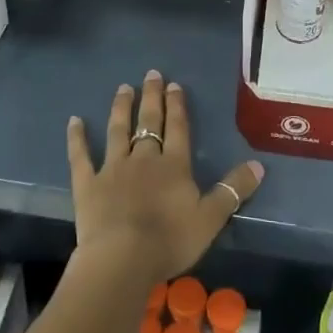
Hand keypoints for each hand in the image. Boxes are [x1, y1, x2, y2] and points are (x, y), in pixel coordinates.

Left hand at [66, 71, 263, 283]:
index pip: (177, 128)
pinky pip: (81, 156)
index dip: (177, 106)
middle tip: (151, 74)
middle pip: (149, 122)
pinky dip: (77, 138)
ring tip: (124, 88)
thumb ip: (233, 190)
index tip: (174, 85)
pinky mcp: (88, 184)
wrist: (122, 258)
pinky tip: (74, 121)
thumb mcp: (211, 218)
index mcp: (174, 165)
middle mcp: (144, 158)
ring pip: (118, 131)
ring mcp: (113, 168)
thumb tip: (258, 165)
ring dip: (121, 108)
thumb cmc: (170, 240)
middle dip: (152, 97)